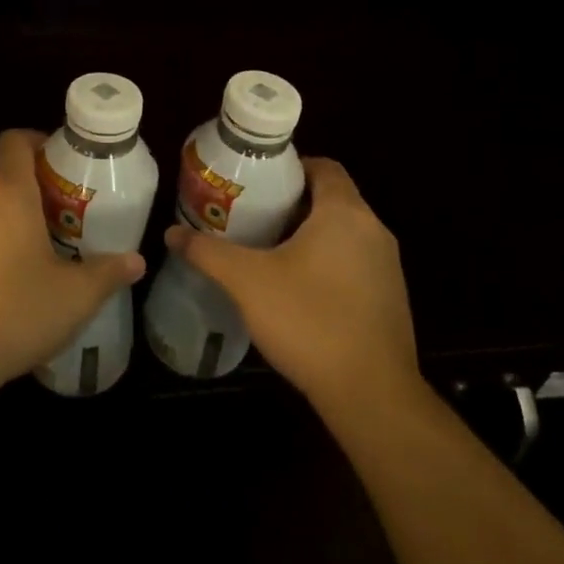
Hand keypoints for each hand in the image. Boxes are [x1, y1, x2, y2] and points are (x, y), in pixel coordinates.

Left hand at [0, 129, 145, 391]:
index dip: (39, 141)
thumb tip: (136, 261)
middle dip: (39, 194)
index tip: (65, 164)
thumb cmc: (13, 312)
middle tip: (70, 221)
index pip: (16, 141)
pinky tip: (12, 286)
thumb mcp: (74, 297)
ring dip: (16, 224)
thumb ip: (107, 273)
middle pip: (8, 179)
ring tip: (46, 256)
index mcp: (9, 194)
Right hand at [165, 157, 419, 415]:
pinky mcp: (391, 300)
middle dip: (292, 203)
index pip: (323, 166)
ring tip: (267, 249)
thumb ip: (207, 252)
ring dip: (309, 235)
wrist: (372, 396)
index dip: (290, 167)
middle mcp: (373, 231)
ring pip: (343, 233)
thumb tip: (172, 233)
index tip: (257, 182)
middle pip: (331, 199)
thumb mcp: (247, 282)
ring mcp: (388, 267)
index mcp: (345, 213)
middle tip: (251, 214)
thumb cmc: (309, 320)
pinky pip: (354, 263)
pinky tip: (296, 289)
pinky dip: (327, 263)